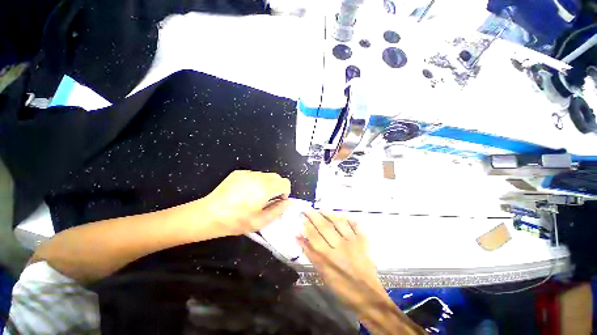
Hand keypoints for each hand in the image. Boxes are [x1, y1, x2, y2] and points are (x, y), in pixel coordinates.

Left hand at [204, 170, 291, 234]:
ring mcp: (247, 173)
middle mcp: (258, 177)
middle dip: (277, 187)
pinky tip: (245, 192)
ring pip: (266, 175)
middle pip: (276, 177)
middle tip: (268, 199)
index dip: (285, 192)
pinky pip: (254, 175)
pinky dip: (256, 181)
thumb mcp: (260, 221)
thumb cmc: (236, 221)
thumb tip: (288, 202)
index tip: (278, 200)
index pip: (284, 183)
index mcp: (265, 189)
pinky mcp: (239, 173)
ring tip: (255, 196)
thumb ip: (278, 210)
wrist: (210, 214)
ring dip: (267, 184)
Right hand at [297, 210, 385, 306]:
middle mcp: (339, 245)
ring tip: (321, 209)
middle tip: (308, 208)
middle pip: (324, 226)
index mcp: (328, 256)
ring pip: (338, 222)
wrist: (368, 296)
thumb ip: (310, 254)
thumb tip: (298, 238)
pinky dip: (348, 219)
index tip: (302, 216)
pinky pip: (355, 225)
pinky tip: (343, 215)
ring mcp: (352, 241)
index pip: (314, 235)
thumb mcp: (322, 274)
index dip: (307, 224)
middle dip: (314, 215)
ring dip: (329, 213)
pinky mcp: (362, 241)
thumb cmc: (342, 287)